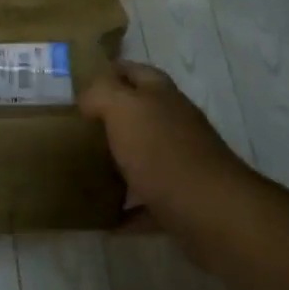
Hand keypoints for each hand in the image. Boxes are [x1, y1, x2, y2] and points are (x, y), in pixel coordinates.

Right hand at [79, 61, 249, 231]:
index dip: (111, 72)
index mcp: (162, 96)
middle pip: (142, 114)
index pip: (135, 72)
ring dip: (121, 163)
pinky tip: (107, 217)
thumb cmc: (162, 153)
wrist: (210, 211)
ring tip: (87, 171)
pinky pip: (149, 202)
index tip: (80, 87)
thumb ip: (101, 94)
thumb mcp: (123, 109)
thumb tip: (87, 98)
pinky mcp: (183, 200)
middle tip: (77, 131)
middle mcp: (176, 124)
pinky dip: (129, 209)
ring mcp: (182, 163)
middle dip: (112, 119)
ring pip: (146, 156)